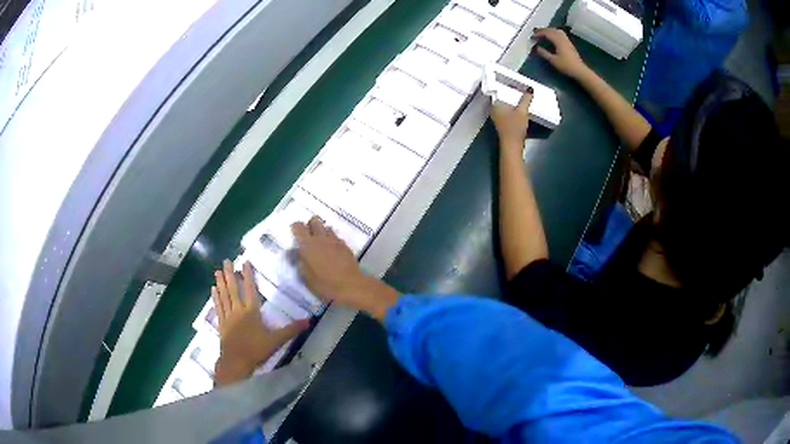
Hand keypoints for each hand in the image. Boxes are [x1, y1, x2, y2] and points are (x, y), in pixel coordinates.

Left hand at [212, 260, 308, 385]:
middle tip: (225, 260)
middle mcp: (238, 310)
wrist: (236, 362)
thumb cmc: (257, 350)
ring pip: (224, 296)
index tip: (244, 262)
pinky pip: (218, 307)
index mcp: (251, 312)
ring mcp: (228, 317)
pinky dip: (216, 298)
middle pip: (233, 289)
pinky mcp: (221, 324)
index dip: (248, 275)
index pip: (250, 290)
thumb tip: (310, 320)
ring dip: (221, 283)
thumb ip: (292, 329)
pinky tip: (213, 290)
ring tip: (217, 271)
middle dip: (229, 274)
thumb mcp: (277, 340)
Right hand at [292, 216, 399, 320]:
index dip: (295, 228)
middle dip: (310, 225)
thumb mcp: (305, 276)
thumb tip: (296, 251)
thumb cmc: (324, 283)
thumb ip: (300, 261)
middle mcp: (321, 238)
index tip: (295, 234)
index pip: (298, 226)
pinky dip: (332, 240)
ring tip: (321, 244)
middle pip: (314, 221)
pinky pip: (336, 237)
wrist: (349, 285)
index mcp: (308, 244)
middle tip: (308, 236)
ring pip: (327, 227)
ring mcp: (335, 240)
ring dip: (322, 232)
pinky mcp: (345, 246)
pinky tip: (332, 251)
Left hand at [491, 90, 532, 151]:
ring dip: (513, 99)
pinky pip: (507, 109)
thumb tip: (530, 89)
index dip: (506, 84)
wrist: (512, 145)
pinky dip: (513, 106)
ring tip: (521, 94)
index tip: (515, 81)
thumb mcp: (522, 111)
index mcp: (495, 104)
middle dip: (511, 91)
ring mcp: (497, 116)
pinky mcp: (503, 121)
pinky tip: (520, 104)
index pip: (499, 90)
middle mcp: (494, 109)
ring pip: (505, 103)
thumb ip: (526, 99)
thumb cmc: (515, 127)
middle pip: (502, 96)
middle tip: (520, 86)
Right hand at [532, 28, 587, 79]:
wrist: (579, 70)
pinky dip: (554, 33)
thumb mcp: (553, 61)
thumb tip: (537, 48)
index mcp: (558, 41)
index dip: (539, 33)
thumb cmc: (566, 66)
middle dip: (543, 30)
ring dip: (549, 30)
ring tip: (543, 33)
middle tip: (536, 32)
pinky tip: (552, 37)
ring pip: (557, 31)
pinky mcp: (569, 44)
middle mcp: (563, 39)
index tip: (532, 36)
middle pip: (552, 30)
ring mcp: (567, 41)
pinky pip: (561, 34)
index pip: (547, 33)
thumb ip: (544, 53)